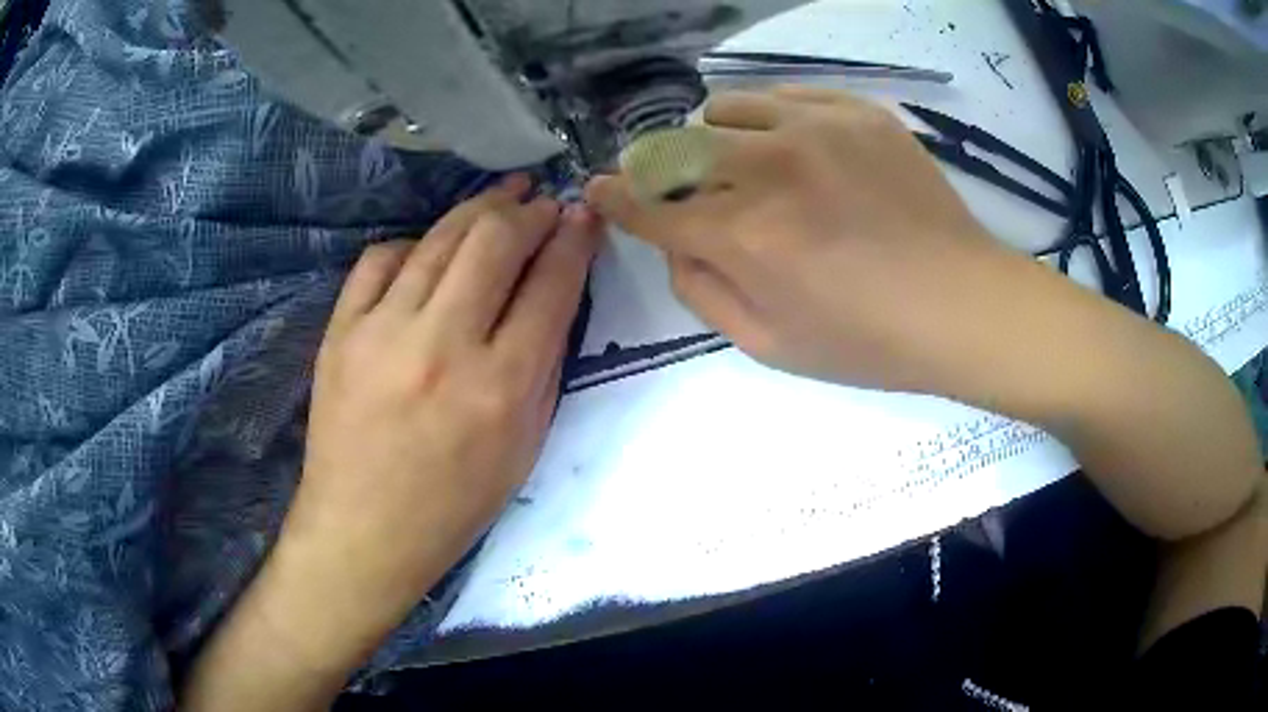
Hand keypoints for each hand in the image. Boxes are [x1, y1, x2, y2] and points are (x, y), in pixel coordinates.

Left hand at [198, 175, 600, 687]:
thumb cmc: (454, 504)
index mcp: (500, 387)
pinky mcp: (340, 331)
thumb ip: (543, 365)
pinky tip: (430, 248)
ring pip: (439, 239)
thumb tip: (555, 293)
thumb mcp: (524, 447)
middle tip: (542, 203)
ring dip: (478, 210)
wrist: (363, 529)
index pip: (550, 285)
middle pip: (494, 241)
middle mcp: (442, 346)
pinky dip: (414, 244)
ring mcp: (382, 332)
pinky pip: (381, 259)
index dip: (574, 240)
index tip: (584, 216)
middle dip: (529, 211)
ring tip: (502, 197)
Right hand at [587, 86, 1044, 398]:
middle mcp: (768, 169)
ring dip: (714, 139)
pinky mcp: (855, 112)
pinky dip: (768, 119)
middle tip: (676, 187)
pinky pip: (783, 95)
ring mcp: (815, 129)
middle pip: (676, 148)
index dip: (614, 198)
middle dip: (659, 169)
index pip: (648, 207)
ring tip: (740, 164)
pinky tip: (791, 147)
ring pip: (723, 110)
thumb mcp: (770, 347)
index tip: (597, 189)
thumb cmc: (868, 341)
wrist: (961, 303)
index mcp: (743, 237)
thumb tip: (673, 246)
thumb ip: (702, 293)